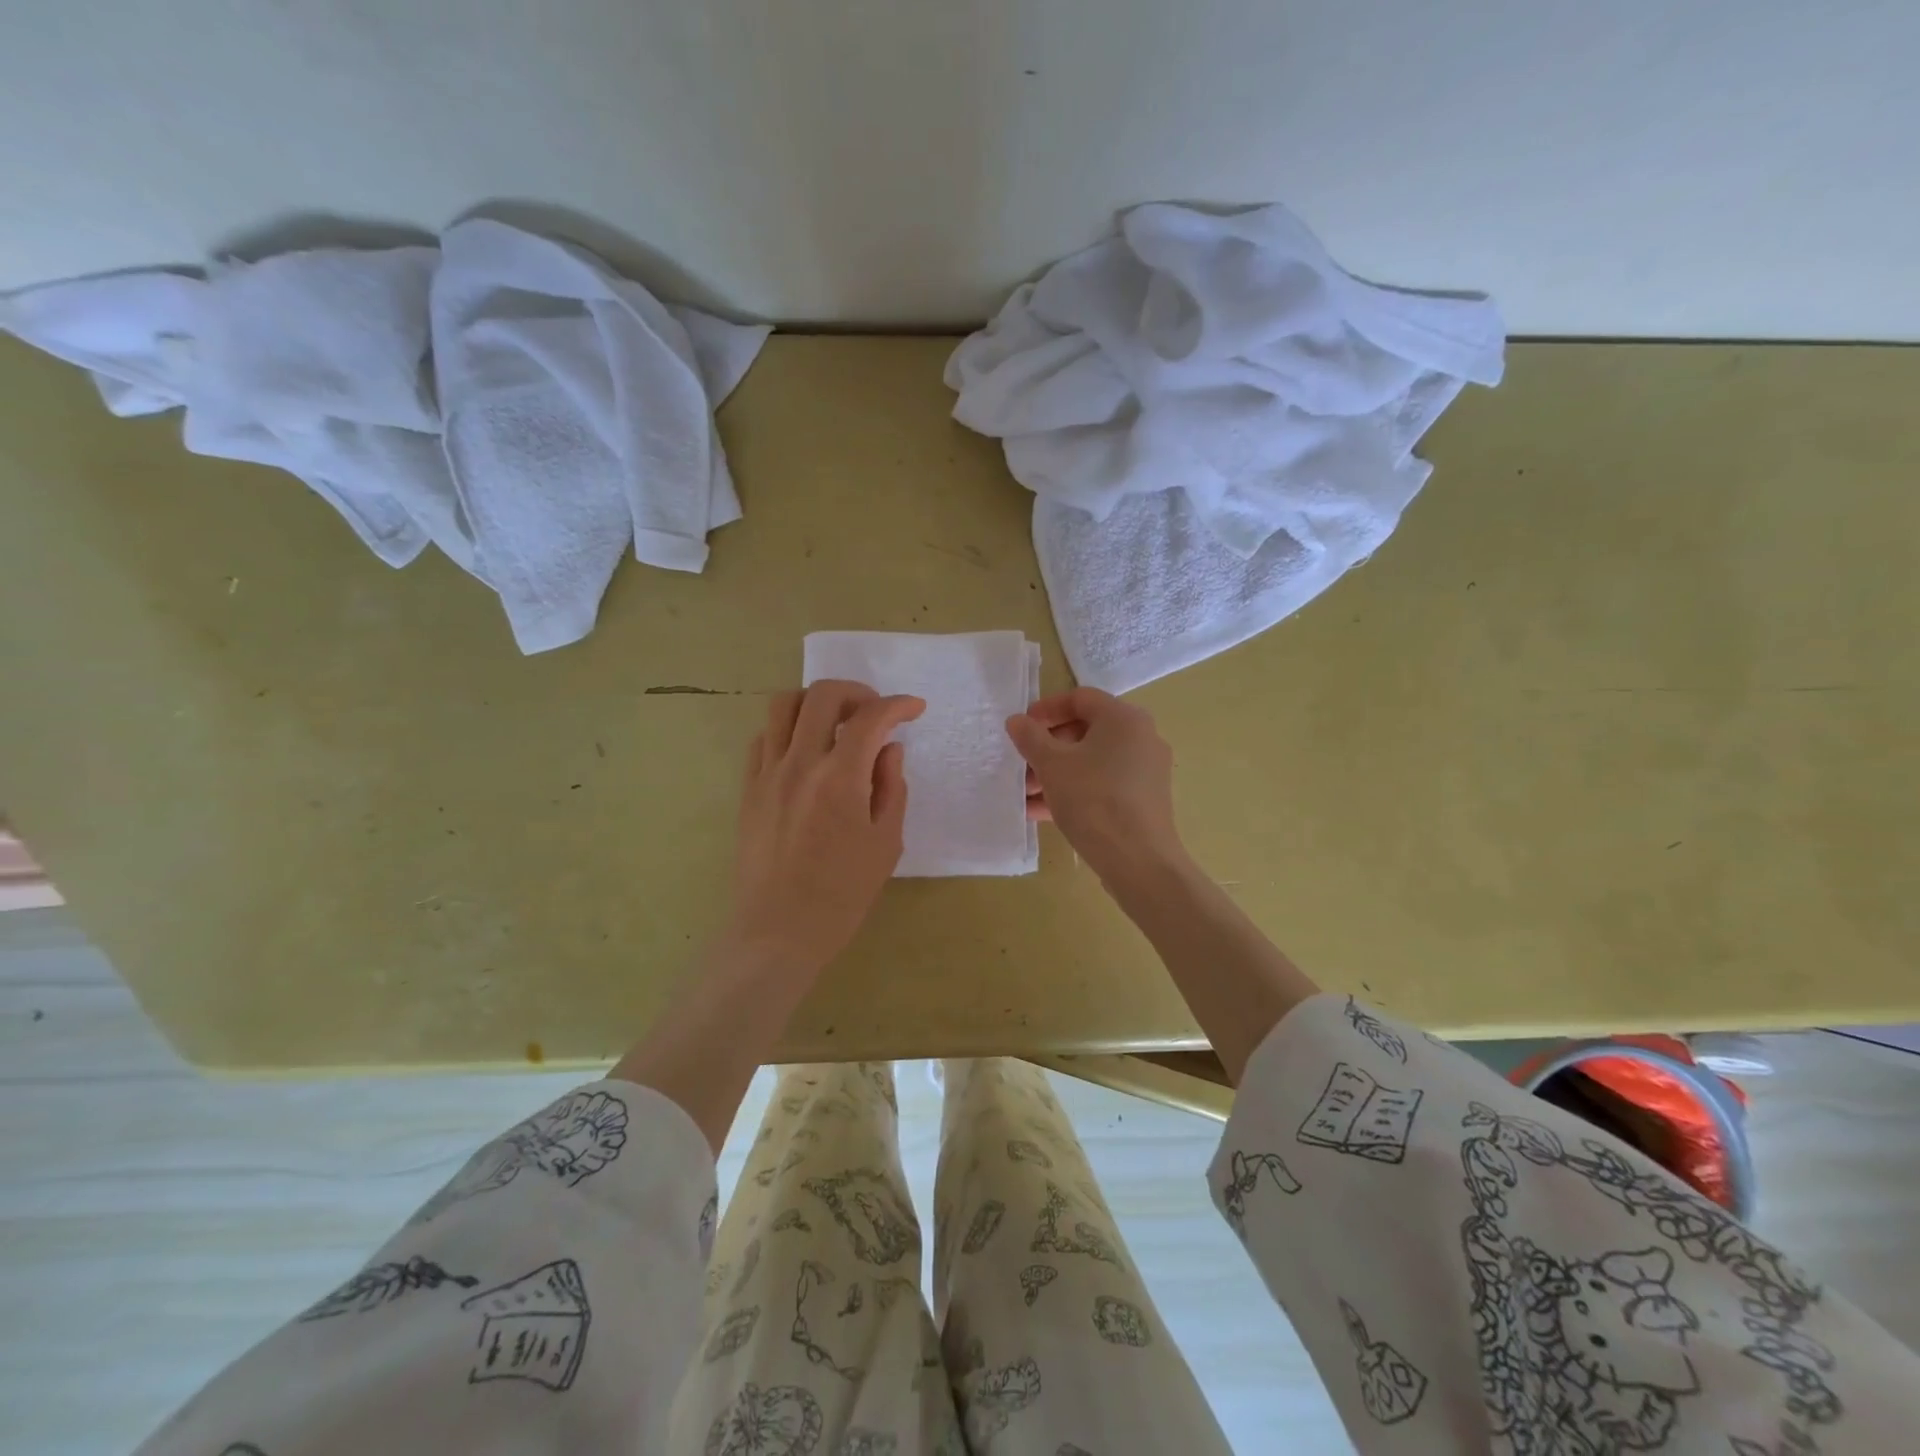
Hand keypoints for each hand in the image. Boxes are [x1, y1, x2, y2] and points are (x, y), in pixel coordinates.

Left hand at [729, 680, 924, 978]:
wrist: (778, 931)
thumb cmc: (842, 894)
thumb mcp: (885, 843)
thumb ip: (891, 787)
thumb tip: (889, 749)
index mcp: (840, 779)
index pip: (870, 718)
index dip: (897, 705)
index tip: (914, 709)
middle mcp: (799, 764)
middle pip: (822, 695)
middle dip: (857, 692)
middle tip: (875, 713)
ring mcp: (767, 773)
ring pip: (783, 705)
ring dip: (816, 702)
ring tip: (836, 723)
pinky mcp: (748, 788)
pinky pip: (763, 737)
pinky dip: (788, 729)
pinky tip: (805, 751)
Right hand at [1006, 687, 1186, 885]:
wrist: (1138, 861)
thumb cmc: (1093, 800)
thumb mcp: (1052, 765)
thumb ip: (1030, 737)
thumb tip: (1016, 721)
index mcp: (1124, 718)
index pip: (1080, 698)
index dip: (1046, 709)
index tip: (1021, 728)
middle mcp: (1141, 738)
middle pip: (1086, 730)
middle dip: (1048, 747)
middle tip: (1022, 764)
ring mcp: (1146, 771)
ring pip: (1092, 761)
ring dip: (1056, 772)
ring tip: (1026, 793)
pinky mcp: (1144, 800)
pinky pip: (1103, 785)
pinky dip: (1075, 790)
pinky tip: (1042, 812)